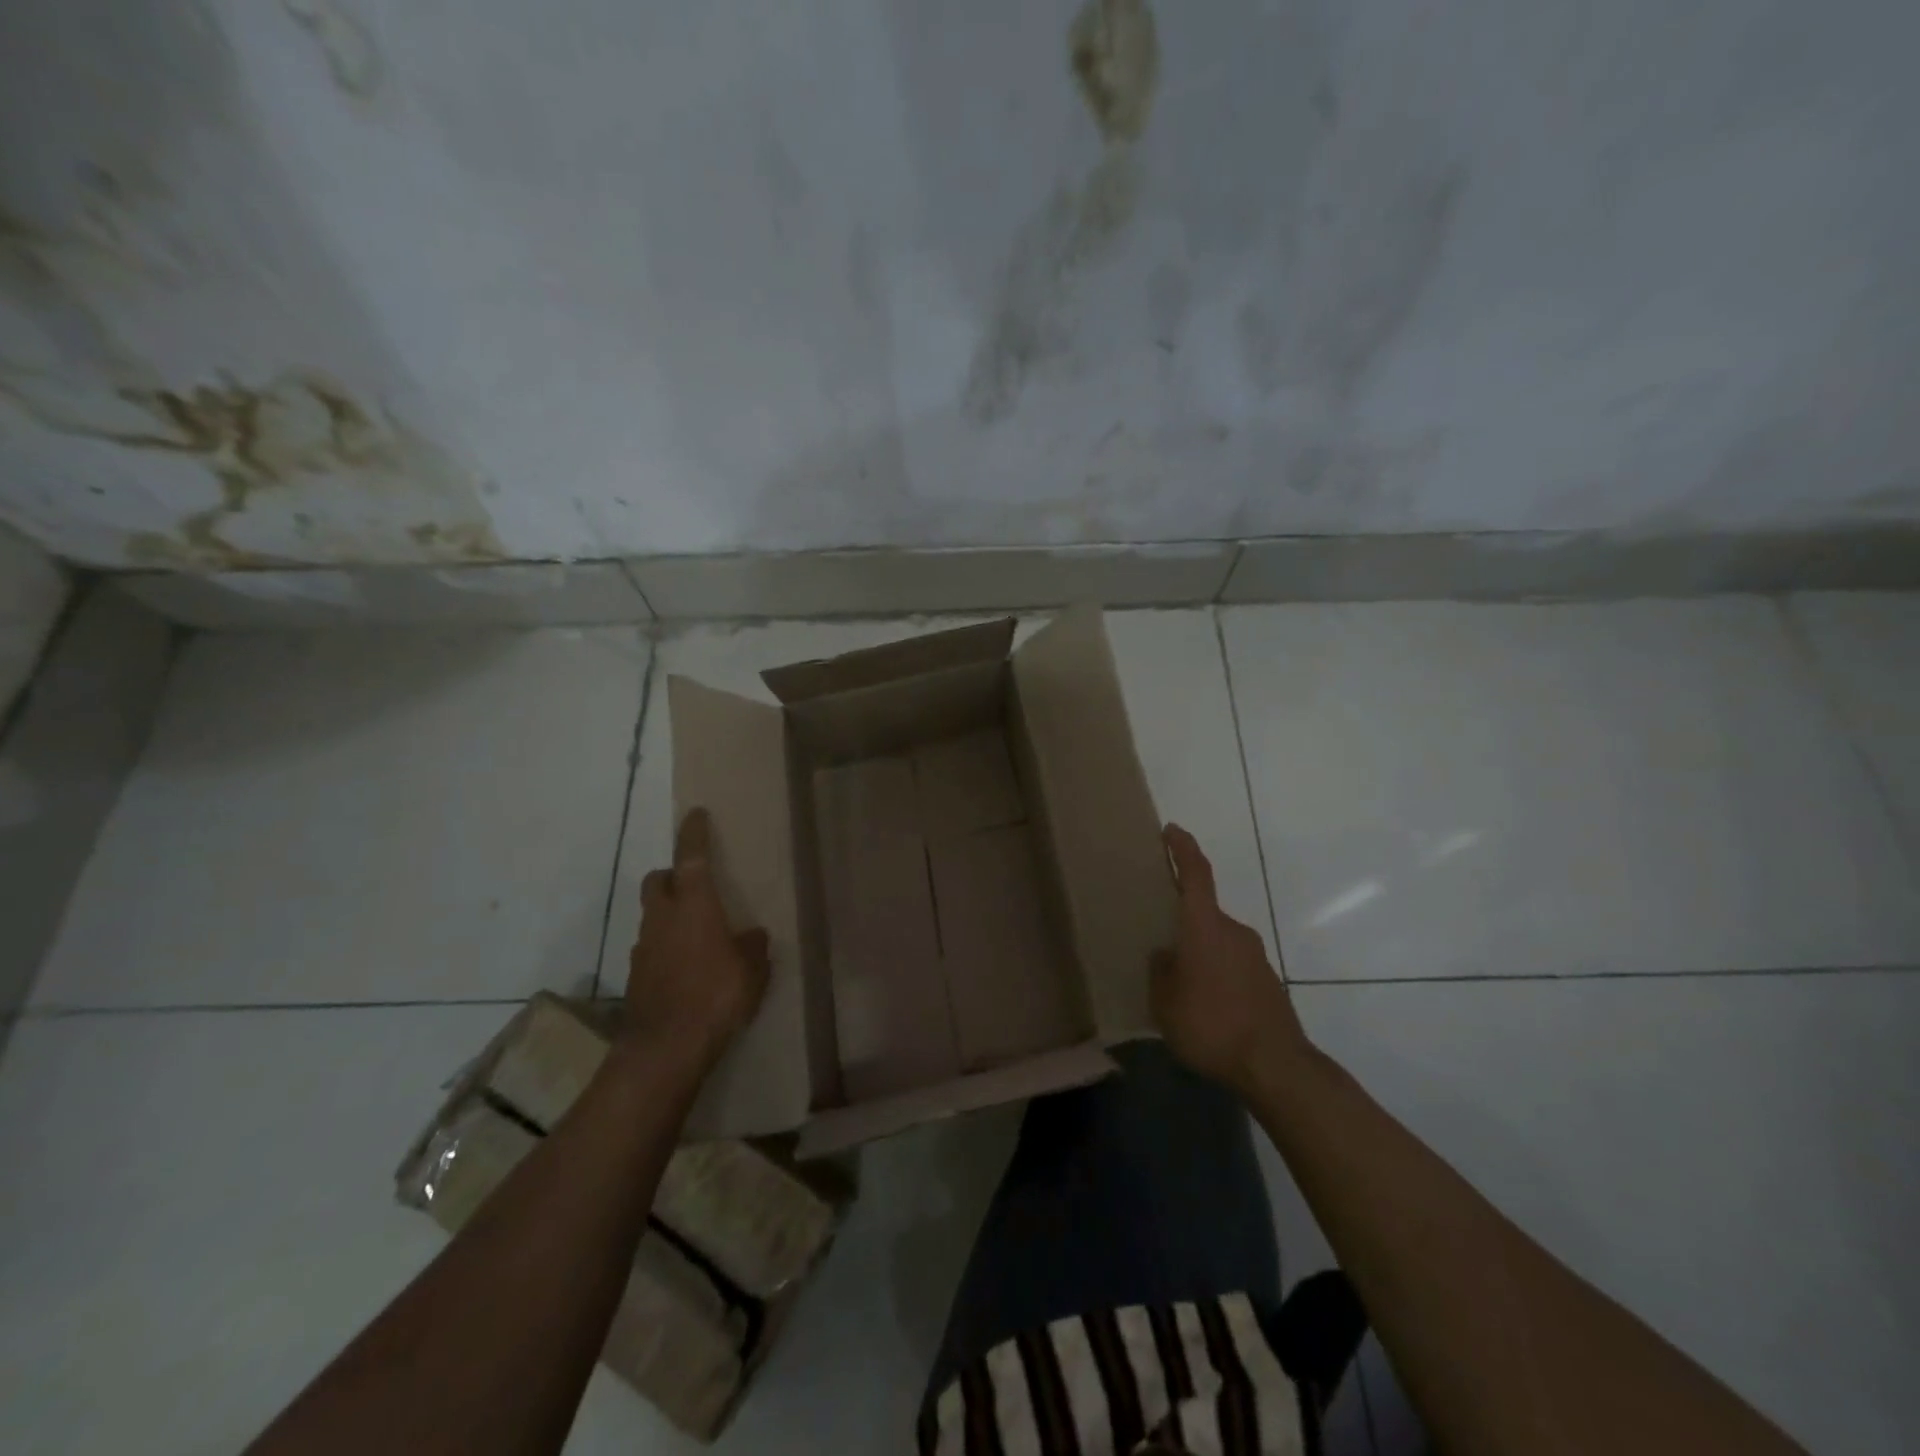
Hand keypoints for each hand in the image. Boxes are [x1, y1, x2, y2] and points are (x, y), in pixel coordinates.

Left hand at [625, 808, 770, 1072]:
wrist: (664, 1048)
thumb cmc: (715, 996)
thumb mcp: (752, 970)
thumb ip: (752, 947)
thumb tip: (751, 936)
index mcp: (694, 905)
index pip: (691, 857)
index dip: (694, 833)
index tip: (696, 814)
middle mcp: (663, 918)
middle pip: (658, 880)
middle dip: (672, 875)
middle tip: (694, 885)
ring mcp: (644, 947)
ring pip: (652, 915)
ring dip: (669, 914)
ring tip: (697, 934)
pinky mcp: (636, 975)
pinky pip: (651, 947)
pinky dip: (665, 946)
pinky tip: (685, 968)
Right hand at [1152, 823, 1308, 1093]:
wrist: (1276, 1066)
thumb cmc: (1212, 1025)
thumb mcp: (1165, 1003)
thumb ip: (1161, 972)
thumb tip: (1166, 957)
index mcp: (1205, 927)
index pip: (1196, 874)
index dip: (1182, 848)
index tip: (1171, 830)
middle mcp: (1233, 931)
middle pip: (1204, 912)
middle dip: (1182, 919)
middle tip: (1158, 935)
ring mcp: (1254, 956)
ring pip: (1218, 940)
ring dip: (1199, 950)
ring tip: (1178, 979)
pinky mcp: (1267, 981)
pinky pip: (1232, 963)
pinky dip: (1215, 971)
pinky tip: (1204, 1002)